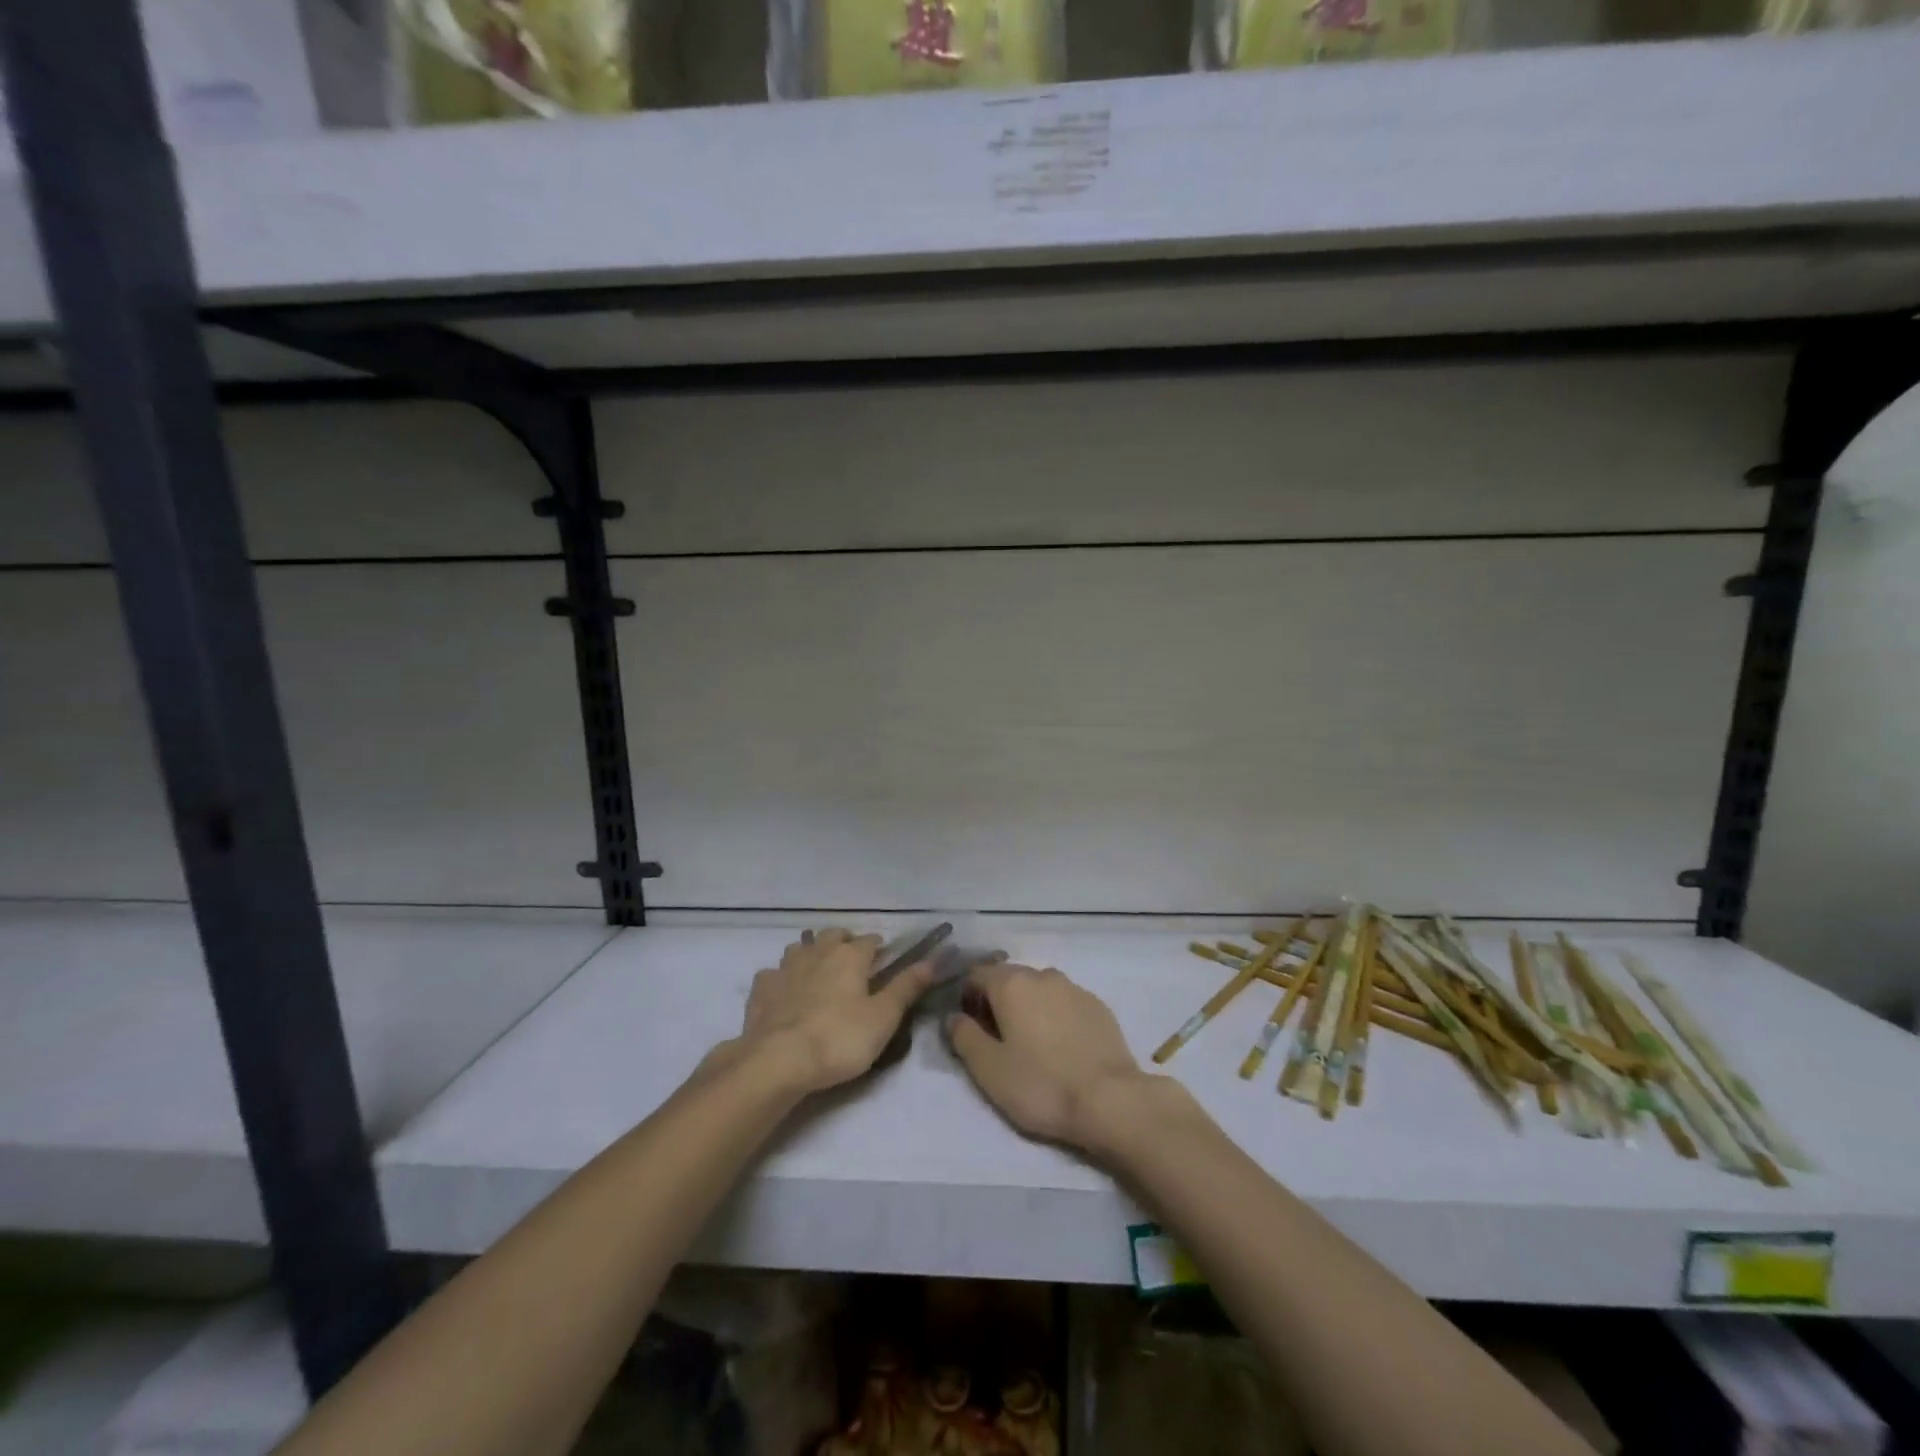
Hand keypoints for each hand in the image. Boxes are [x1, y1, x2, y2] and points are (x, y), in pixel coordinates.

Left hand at [736, 929, 934, 1093]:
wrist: (778, 1061)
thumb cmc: (839, 1039)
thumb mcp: (884, 1017)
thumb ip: (907, 987)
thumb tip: (933, 960)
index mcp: (850, 956)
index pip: (870, 940)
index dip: (879, 948)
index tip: (885, 961)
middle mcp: (817, 952)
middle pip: (833, 936)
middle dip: (844, 943)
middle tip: (853, 965)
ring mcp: (785, 967)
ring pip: (801, 948)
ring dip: (812, 954)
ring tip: (819, 974)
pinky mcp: (761, 989)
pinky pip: (774, 973)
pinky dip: (782, 978)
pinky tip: (785, 993)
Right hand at [946, 963, 1161, 1153]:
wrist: (1110, 1100)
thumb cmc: (1041, 1085)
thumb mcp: (989, 1069)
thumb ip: (964, 1037)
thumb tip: (953, 1017)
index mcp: (1011, 984)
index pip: (976, 974)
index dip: (967, 998)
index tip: (970, 1028)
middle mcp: (1042, 975)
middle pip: (1009, 978)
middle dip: (997, 1002)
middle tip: (998, 1041)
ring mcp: (1074, 988)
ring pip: (1039, 989)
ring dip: (1028, 1007)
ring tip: (1031, 1045)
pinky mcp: (1098, 1006)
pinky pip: (1065, 1002)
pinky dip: (1055, 1016)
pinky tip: (1061, 1048)